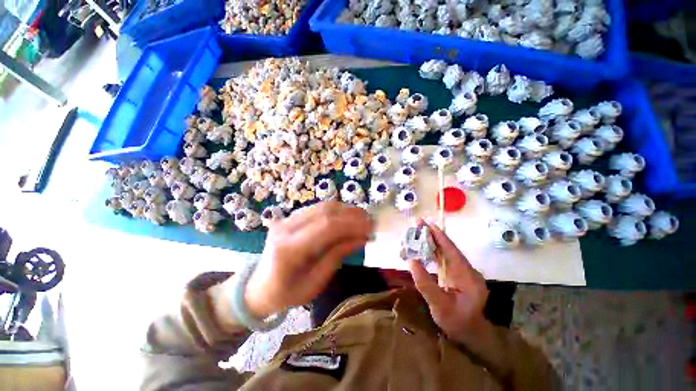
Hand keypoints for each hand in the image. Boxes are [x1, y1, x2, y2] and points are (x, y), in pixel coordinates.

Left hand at [244, 201, 372, 317]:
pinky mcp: (288, 218)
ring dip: (345, 209)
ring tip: (362, 216)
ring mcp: (285, 220)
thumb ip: (337, 256)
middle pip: (324, 212)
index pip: (326, 227)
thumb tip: (362, 238)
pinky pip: (316, 208)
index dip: (352, 224)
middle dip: (351, 214)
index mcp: (288, 250)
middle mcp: (285, 228)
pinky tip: (346, 215)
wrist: (258, 287)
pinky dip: (335, 210)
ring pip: (321, 206)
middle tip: (370, 220)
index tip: (371, 227)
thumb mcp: (315, 283)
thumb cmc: (286, 293)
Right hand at [408, 219, 489, 345]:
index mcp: (467, 276)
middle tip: (418, 224)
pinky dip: (432, 251)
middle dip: (433, 235)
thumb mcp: (440, 306)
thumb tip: (412, 261)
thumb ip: (426, 284)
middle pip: (448, 248)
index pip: (452, 251)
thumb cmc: (457, 322)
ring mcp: (462, 272)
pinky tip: (423, 247)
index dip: (440, 236)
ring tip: (418, 232)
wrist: (471, 334)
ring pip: (445, 252)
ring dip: (432, 241)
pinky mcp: (457, 274)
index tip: (428, 223)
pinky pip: (443, 259)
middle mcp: (467, 270)